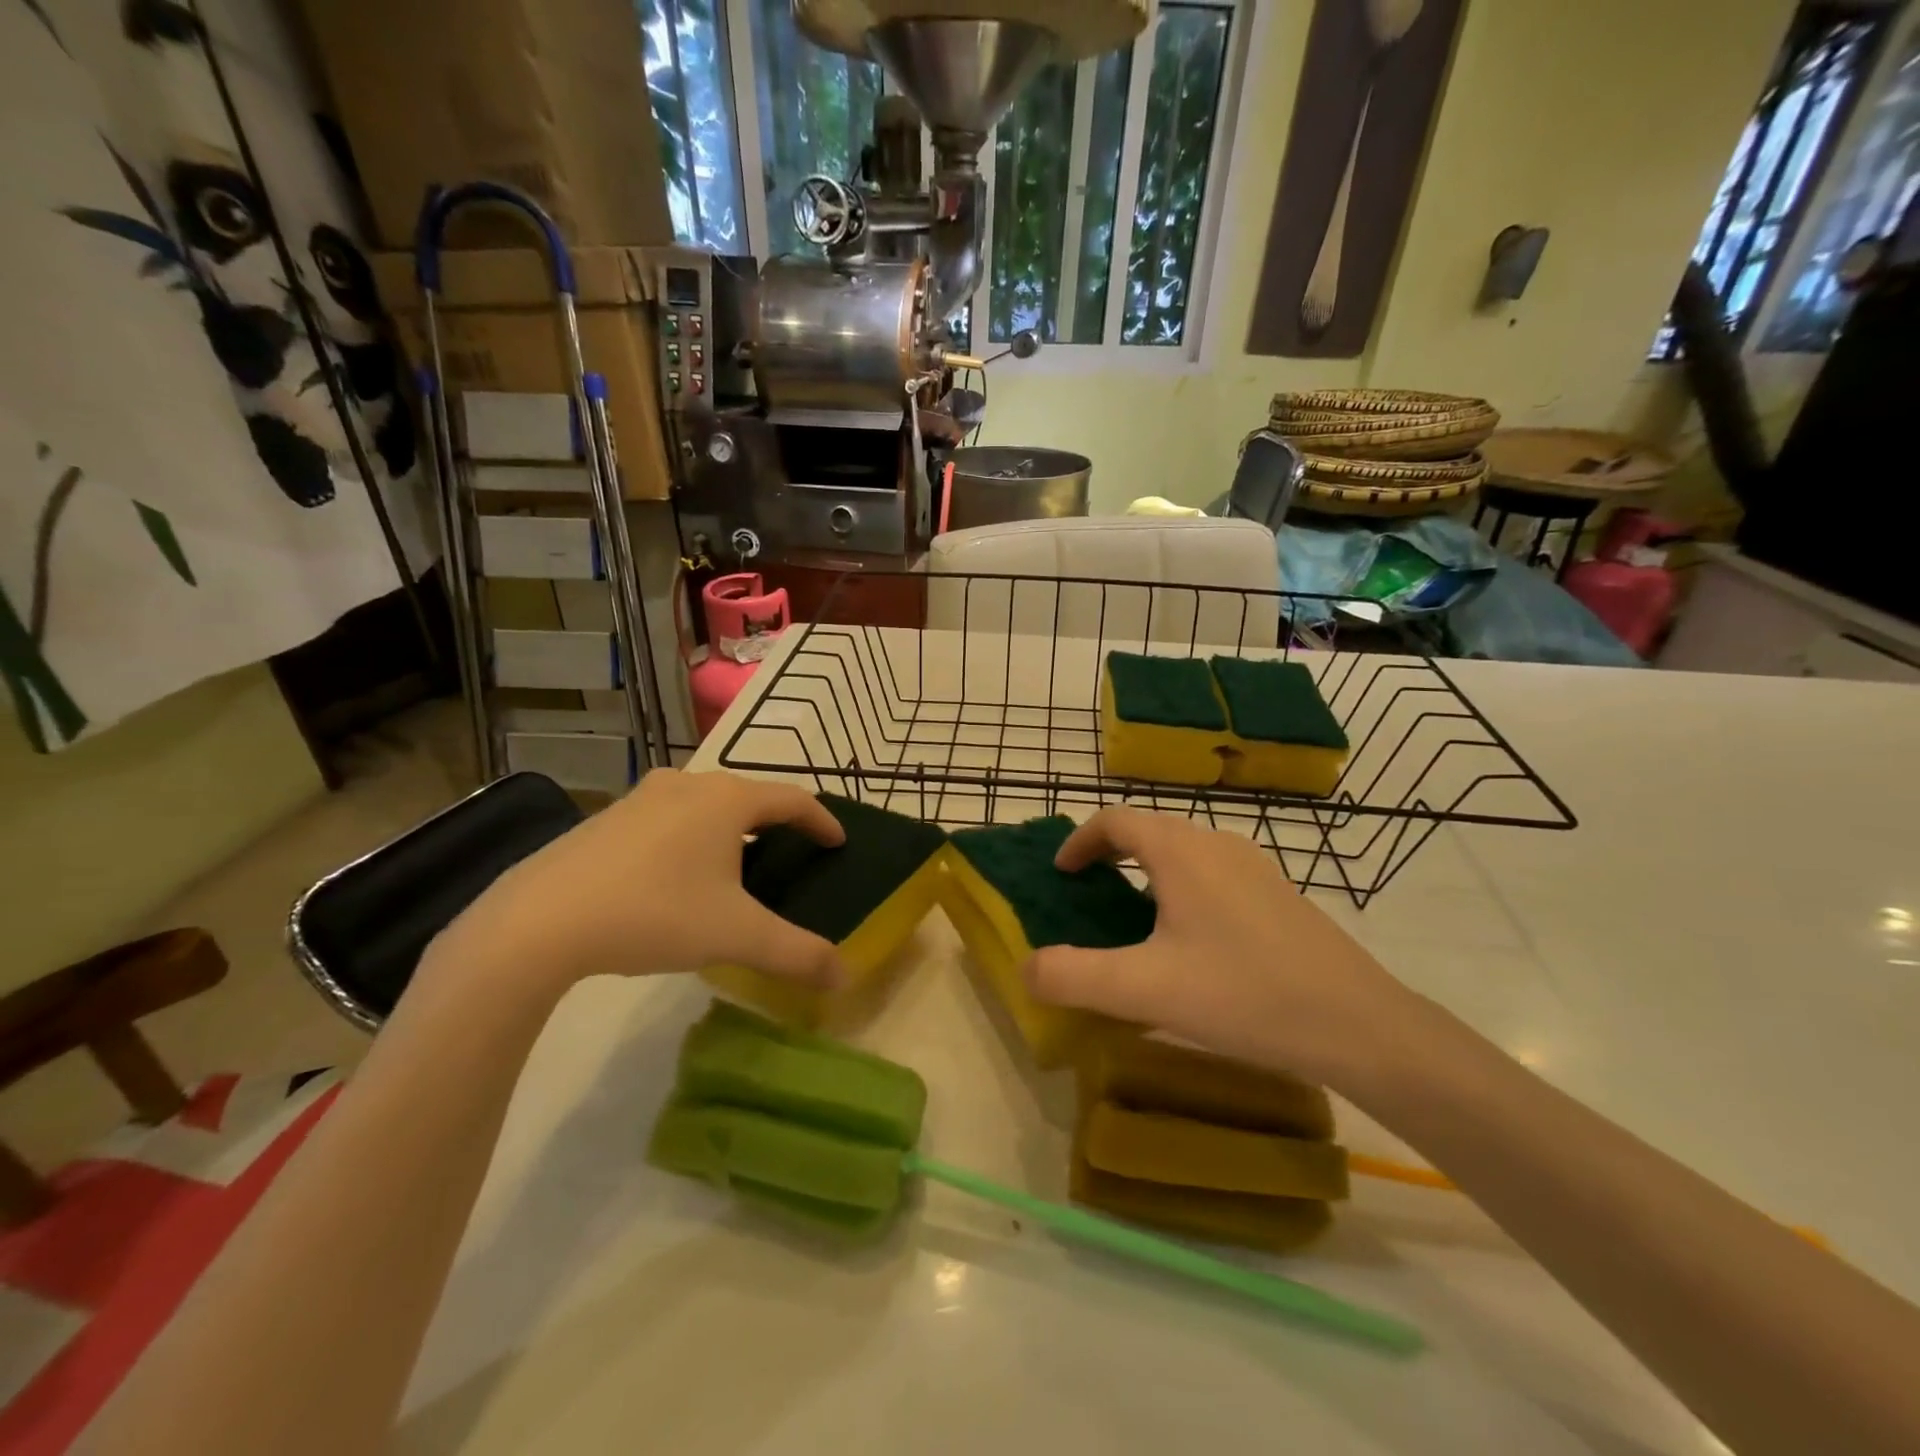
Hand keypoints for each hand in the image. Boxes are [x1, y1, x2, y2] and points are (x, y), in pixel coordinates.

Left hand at [433, 770, 846, 991]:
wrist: (540, 920)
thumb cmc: (655, 913)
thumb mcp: (736, 936)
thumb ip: (796, 953)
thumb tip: (844, 977)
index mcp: (727, 800)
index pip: (792, 799)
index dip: (821, 820)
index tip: (837, 842)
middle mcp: (689, 784)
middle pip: (749, 796)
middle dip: (777, 823)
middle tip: (792, 853)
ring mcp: (643, 797)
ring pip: (706, 804)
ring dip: (732, 828)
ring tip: (740, 863)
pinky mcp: (609, 817)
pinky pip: (670, 816)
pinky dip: (693, 835)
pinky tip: (680, 874)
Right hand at [1023, 809, 1412, 1087]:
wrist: (1360, 1025)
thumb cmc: (1244, 994)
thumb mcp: (1145, 990)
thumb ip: (1075, 976)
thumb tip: (1027, 967)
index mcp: (1181, 852)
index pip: (1115, 820)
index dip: (1079, 840)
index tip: (1061, 873)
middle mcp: (1217, 845)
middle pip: (1149, 831)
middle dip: (1110, 855)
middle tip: (1088, 895)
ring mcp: (1254, 867)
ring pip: (1183, 853)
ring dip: (1146, 872)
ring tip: (1132, 919)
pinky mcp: (1278, 894)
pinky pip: (1212, 874)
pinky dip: (1180, 889)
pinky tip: (1190, 943)